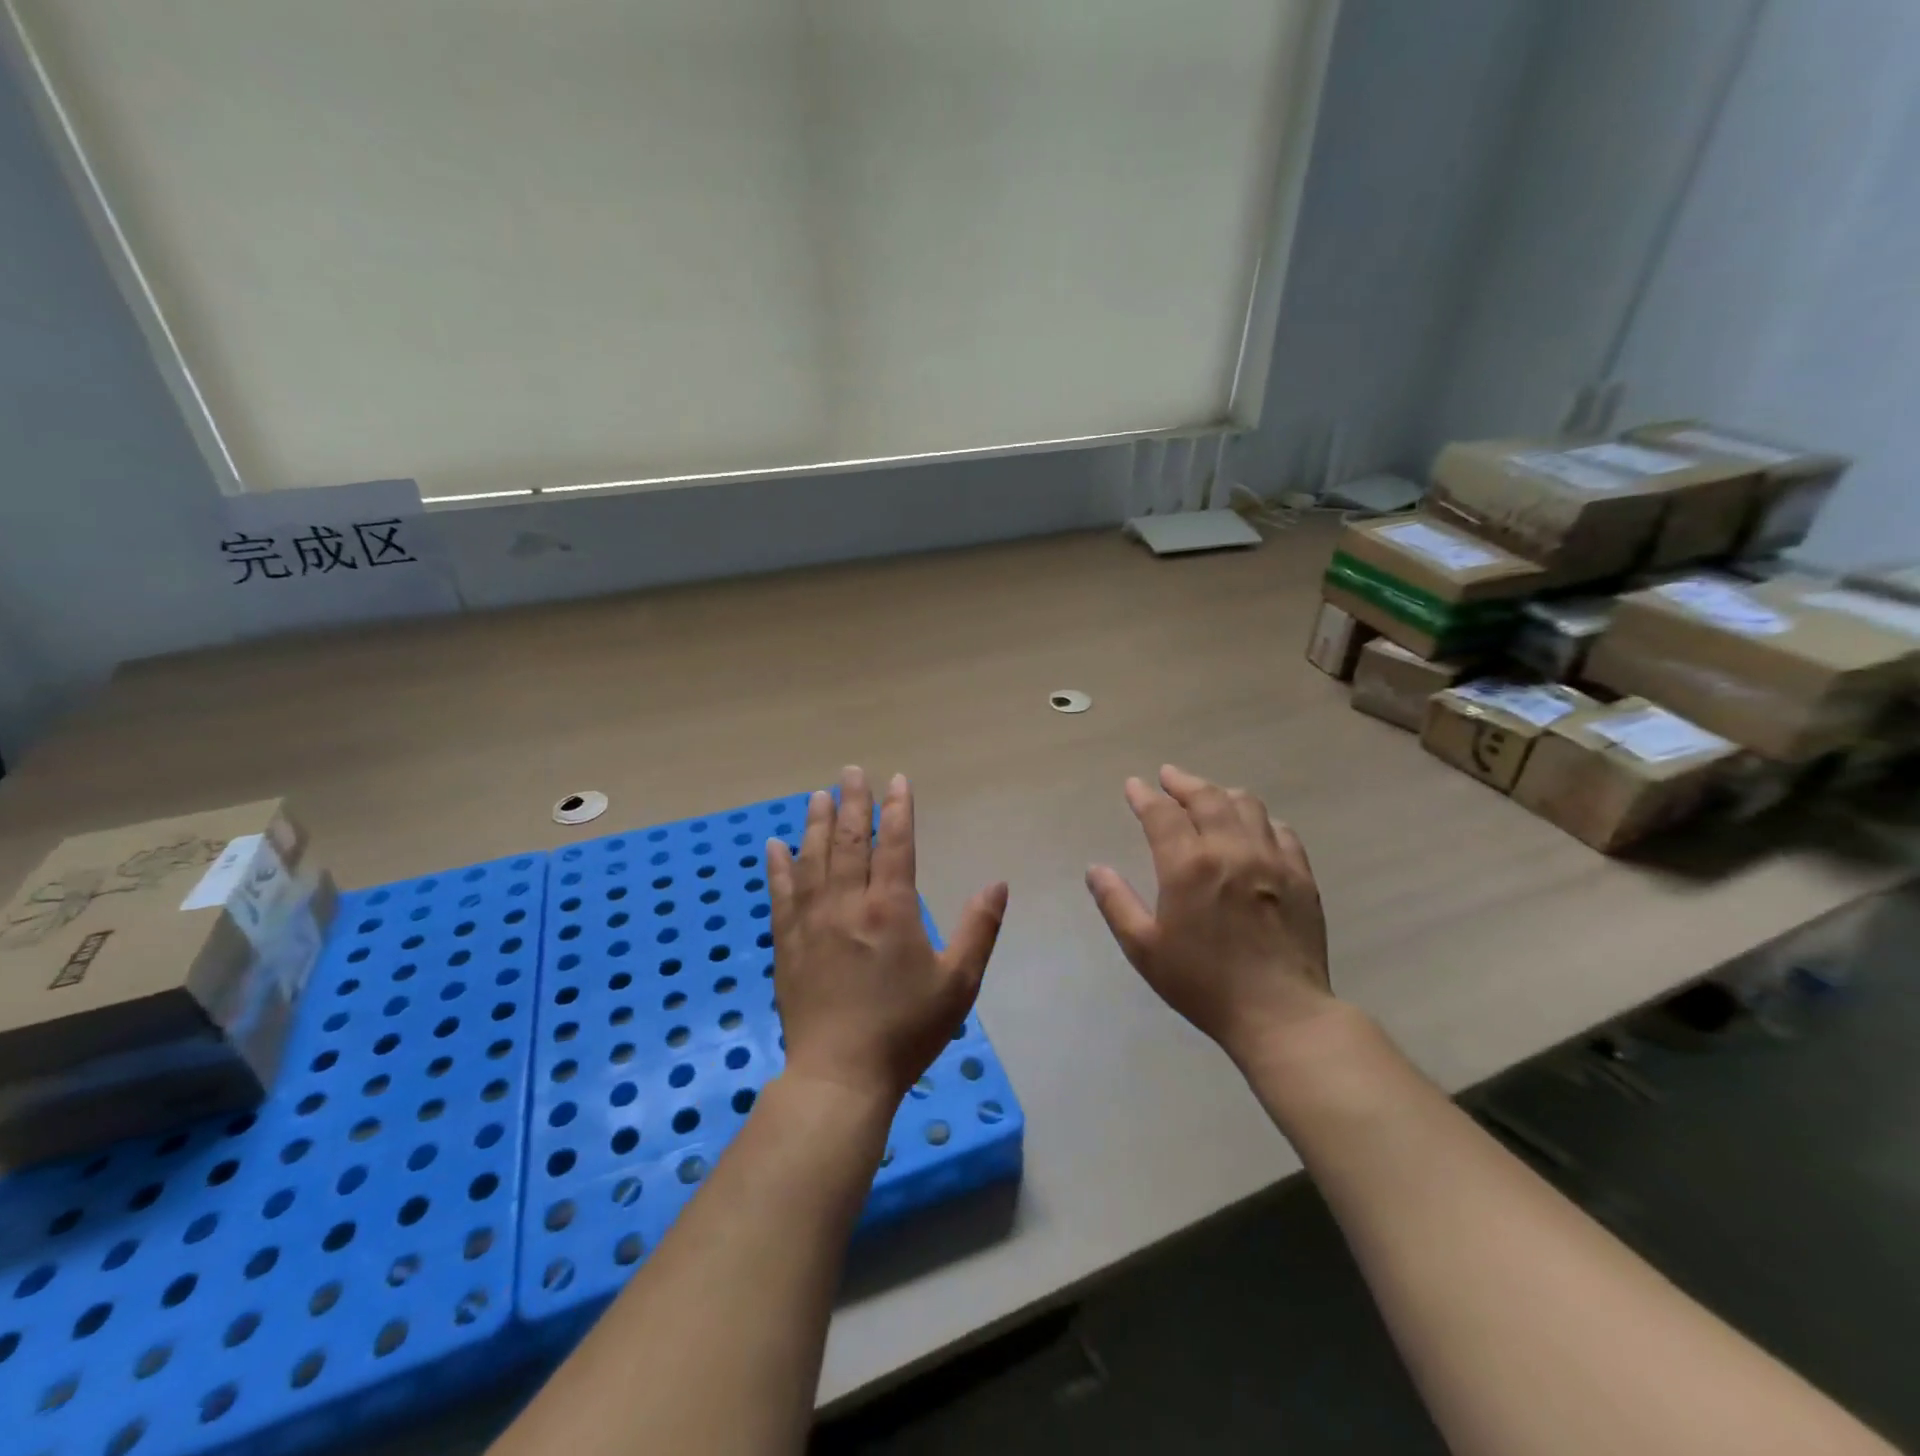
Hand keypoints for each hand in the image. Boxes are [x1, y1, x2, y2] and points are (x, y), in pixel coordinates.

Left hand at [767, 766, 1008, 1104]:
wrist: (840, 1075)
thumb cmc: (906, 1029)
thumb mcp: (958, 984)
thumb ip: (979, 929)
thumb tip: (998, 884)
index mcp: (891, 909)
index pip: (895, 844)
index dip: (898, 809)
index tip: (897, 780)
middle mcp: (848, 904)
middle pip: (848, 841)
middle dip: (852, 802)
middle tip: (850, 771)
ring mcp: (811, 922)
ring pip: (812, 858)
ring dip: (815, 823)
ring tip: (818, 795)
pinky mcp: (787, 944)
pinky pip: (780, 894)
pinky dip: (778, 866)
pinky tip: (774, 845)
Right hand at [1086, 764, 1335, 1070]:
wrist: (1280, 1013)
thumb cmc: (1203, 983)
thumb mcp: (1144, 948)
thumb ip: (1116, 903)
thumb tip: (1095, 869)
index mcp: (1189, 865)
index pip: (1162, 813)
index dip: (1145, 795)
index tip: (1134, 785)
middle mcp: (1231, 849)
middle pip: (1206, 797)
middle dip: (1183, 782)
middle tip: (1169, 777)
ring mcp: (1272, 858)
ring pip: (1247, 805)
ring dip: (1221, 794)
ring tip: (1208, 796)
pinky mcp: (1302, 875)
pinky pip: (1281, 830)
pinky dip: (1260, 819)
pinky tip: (1253, 828)